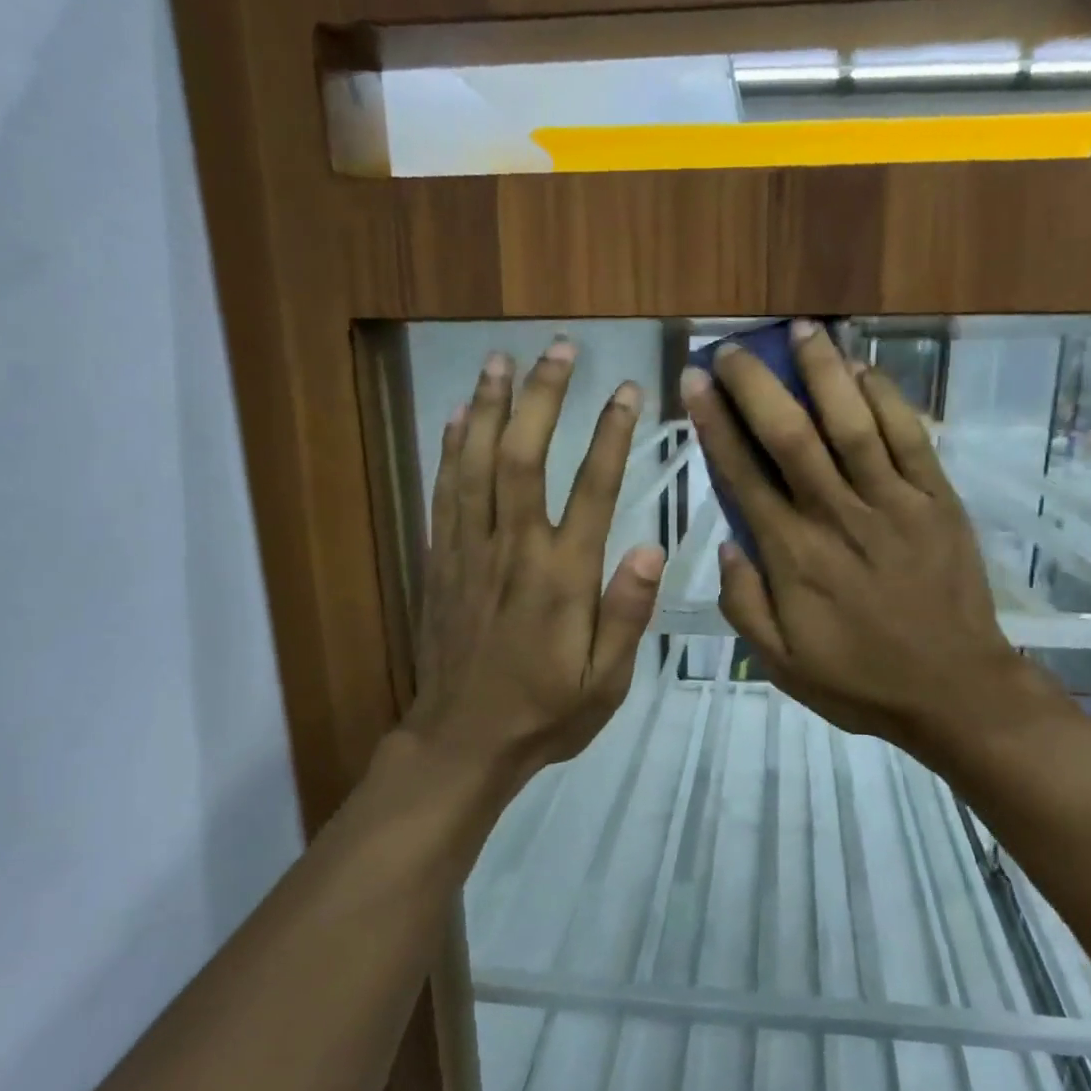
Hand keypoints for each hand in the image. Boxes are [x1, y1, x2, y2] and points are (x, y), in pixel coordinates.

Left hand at [404, 340, 664, 786]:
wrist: (462, 741)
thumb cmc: (545, 713)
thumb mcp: (606, 681)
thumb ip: (627, 614)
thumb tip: (650, 547)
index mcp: (562, 577)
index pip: (592, 488)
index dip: (611, 434)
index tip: (628, 390)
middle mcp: (514, 550)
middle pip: (525, 455)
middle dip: (544, 397)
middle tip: (560, 350)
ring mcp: (469, 551)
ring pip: (477, 463)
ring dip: (491, 407)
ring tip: (502, 361)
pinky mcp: (440, 561)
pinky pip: (444, 493)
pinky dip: (451, 450)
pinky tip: (459, 418)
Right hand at [681, 321, 1050, 761]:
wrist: (953, 690)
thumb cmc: (859, 680)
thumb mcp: (781, 664)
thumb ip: (744, 604)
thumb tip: (725, 545)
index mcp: (793, 556)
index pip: (743, 476)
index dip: (715, 425)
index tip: (696, 382)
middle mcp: (837, 516)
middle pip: (790, 435)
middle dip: (757, 384)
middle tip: (734, 347)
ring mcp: (893, 503)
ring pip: (851, 422)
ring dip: (823, 371)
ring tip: (800, 330)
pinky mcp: (936, 500)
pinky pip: (909, 438)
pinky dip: (886, 398)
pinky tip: (864, 369)